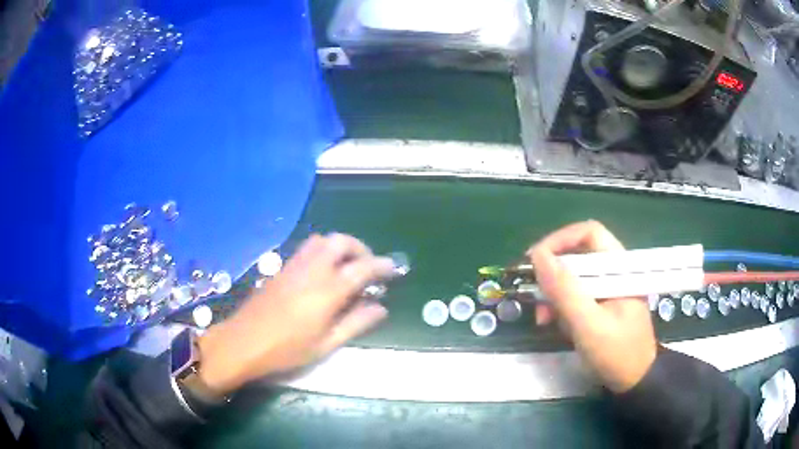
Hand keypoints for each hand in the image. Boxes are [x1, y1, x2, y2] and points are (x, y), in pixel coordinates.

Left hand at [196, 234, 393, 394]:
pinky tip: (323, 271)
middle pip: (341, 242)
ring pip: (322, 240)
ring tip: (347, 267)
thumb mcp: (326, 345)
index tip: (394, 269)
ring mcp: (294, 266)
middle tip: (369, 267)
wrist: (243, 342)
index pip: (362, 268)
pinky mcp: (282, 268)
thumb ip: (356, 323)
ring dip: (340, 246)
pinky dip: (323, 250)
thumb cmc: (287, 350)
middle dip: (360, 248)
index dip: (382, 265)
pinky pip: (307, 248)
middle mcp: (312, 270)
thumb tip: (381, 307)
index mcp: (327, 291)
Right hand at [527, 221, 656, 392]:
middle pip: (577, 255)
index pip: (588, 233)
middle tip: (534, 295)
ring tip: (544, 319)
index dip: (560, 240)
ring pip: (573, 276)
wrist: (634, 382)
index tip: (534, 260)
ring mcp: (607, 289)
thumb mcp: (589, 325)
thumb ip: (565, 291)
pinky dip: (561, 307)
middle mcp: (613, 272)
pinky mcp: (600, 304)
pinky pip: (574, 295)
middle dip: (553, 274)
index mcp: (619, 268)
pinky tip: (557, 325)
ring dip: (554, 294)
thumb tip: (538, 257)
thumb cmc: (617, 353)